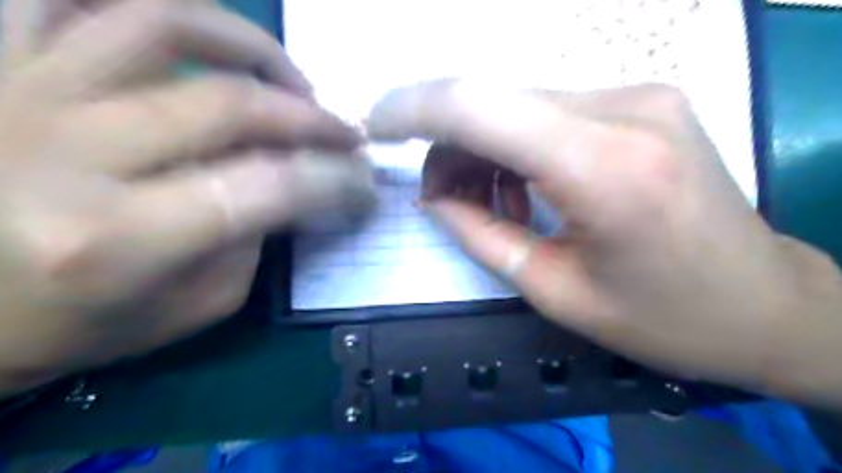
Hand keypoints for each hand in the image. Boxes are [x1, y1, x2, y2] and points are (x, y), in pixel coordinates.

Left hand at [0, 1, 362, 394]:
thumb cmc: (74, 321)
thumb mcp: (188, 308)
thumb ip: (248, 245)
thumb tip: (288, 189)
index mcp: (116, 241)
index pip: (265, 188)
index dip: (332, 181)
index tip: (364, 185)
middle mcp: (67, 155)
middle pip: (227, 107)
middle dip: (311, 120)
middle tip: (347, 133)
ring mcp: (17, 90)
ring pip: (158, 24)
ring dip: (249, 46)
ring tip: (288, 79)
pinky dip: (147, 8)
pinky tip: (198, 39)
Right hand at [370, 81, 841, 405]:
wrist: (763, 304)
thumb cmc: (663, 318)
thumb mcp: (555, 292)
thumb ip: (481, 235)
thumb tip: (433, 198)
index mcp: (604, 168)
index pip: (479, 105)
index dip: (414, 108)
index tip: (377, 126)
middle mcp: (626, 109)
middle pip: (495, 102)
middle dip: (450, 146)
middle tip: (442, 198)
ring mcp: (640, 95)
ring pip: (520, 104)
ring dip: (485, 148)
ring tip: (490, 203)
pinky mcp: (643, 101)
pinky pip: (551, 111)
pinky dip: (519, 145)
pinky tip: (528, 185)